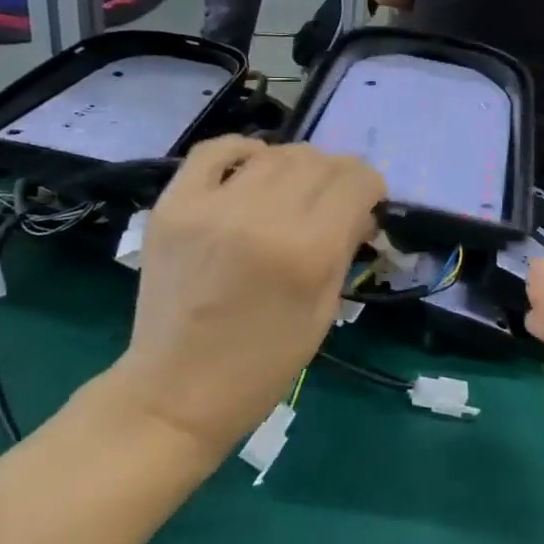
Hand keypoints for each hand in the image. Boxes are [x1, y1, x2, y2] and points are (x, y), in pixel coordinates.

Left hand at [103, 138, 383, 465]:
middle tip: (333, 202)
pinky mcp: (173, 206)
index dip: (371, 187)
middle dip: (338, 176)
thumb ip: (346, 248)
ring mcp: (211, 207)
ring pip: (275, 153)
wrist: (176, 392)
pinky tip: (252, 169)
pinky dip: (242, 151)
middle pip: (318, 161)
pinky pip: (213, 151)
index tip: (368, 204)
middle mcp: (262, 217)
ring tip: (293, 192)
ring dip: (297, 166)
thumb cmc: (264, 364)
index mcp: (307, 252)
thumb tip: (360, 209)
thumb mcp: (324, 311)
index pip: (356, 181)